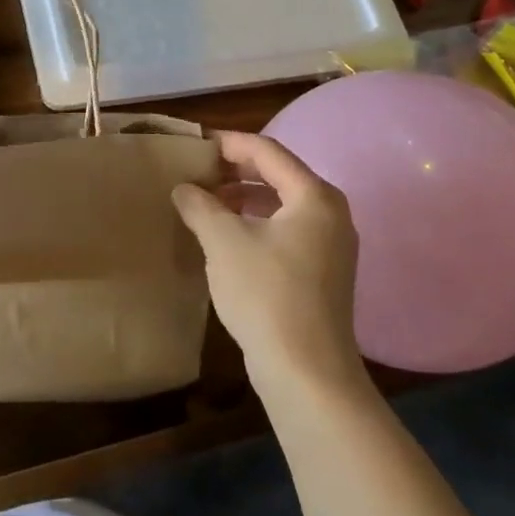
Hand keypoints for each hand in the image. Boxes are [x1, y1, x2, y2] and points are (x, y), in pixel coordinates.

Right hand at [171, 132, 366, 397]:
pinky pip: (285, 229)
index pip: (267, 150)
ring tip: (203, 202)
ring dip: (241, 197)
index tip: (194, 144)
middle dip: (234, 170)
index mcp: (314, 196)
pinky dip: (254, 222)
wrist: (306, 373)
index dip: (228, 142)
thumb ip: (200, 205)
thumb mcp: (223, 241)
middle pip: (277, 174)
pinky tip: (225, 236)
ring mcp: (330, 245)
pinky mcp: (322, 272)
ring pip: (280, 203)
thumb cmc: (266, 294)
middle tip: (195, 171)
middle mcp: (330, 213)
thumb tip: (184, 189)